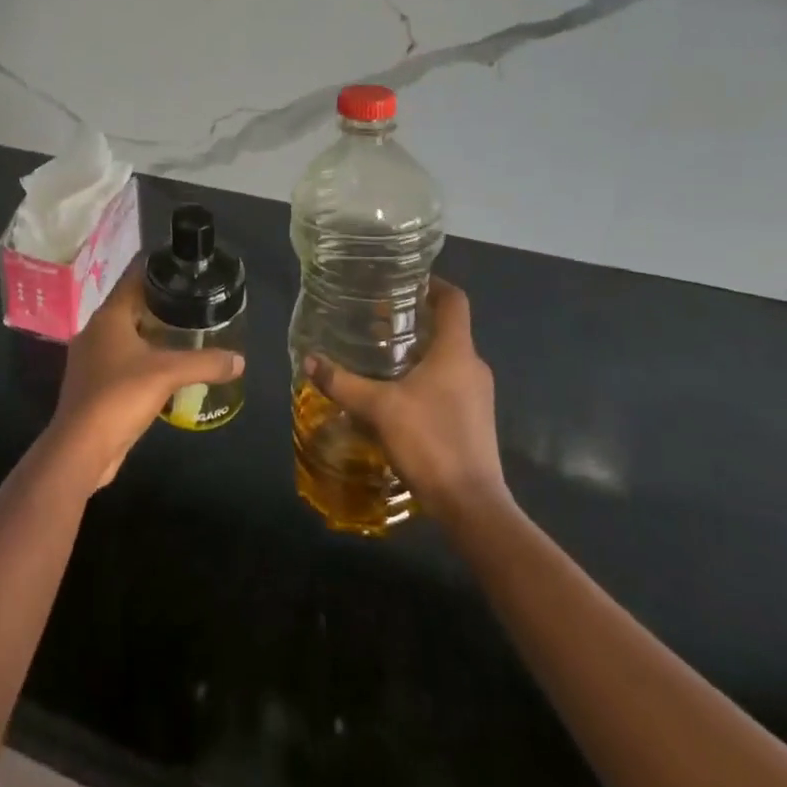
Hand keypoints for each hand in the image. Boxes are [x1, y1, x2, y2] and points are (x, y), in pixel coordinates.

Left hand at [49, 268, 244, 492]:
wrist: (80, 449)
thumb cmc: (119, 396)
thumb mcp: (168, 373)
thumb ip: (206, 363)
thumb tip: (240, 360)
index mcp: (108, 316)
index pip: (133, 277)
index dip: (157, 268)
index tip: (183, 266)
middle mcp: (95, 331)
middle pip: (130, 305)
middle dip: (159, 302)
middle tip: (193, 299)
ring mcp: (91, 359)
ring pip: (126, 334)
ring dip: (151, 332)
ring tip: (184, 331)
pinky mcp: (93, 385)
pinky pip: (122, 360)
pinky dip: (142, 358)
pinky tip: (165, 367)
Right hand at [303, 278, 509, 527]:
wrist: (472, 505)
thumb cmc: (430, 442)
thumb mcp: (379, 408)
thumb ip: (343, 382)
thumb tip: (309, 359)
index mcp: (457, 351)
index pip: (454, 300)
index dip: (433, 284)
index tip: (404, 281)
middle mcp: (473, 366)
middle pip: (448, 328)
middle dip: (415, 319)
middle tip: (378, 318)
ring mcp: (477, 395)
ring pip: (447, 357)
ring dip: (419, 350)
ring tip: (381, 354)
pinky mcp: (474, 419)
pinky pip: (449, 383)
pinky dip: (425, 376)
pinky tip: (396, 393)